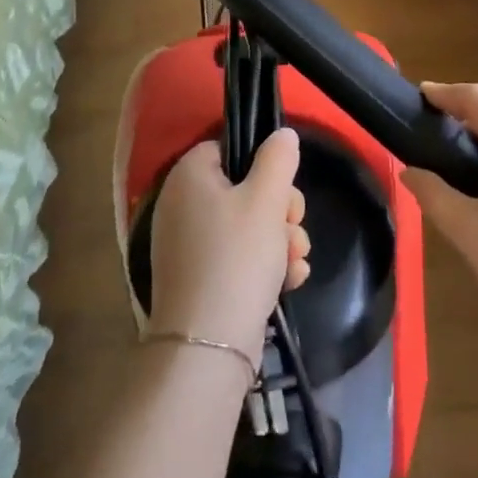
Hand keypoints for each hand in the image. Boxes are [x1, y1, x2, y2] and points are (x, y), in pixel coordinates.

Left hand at [146, 129, 311, 364]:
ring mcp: (188, 244)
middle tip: (293, 227)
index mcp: (189, 176)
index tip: (284, 189)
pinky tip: (289, 280)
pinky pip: (237, 257)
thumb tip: (282, 134)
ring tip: (296, 260)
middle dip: (280, 210)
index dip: (263, 166)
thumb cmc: (237, 257)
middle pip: (243, 189)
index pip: (228, 149)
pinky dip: (263, 265)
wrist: (209, 343)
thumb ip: (278, 159)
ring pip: (247, 226)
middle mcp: (182, 205)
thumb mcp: (266, 199)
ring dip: (279, 240)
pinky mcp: (199, 278)